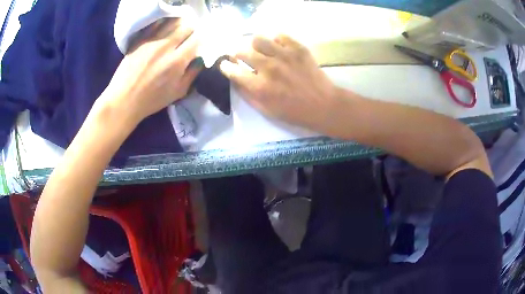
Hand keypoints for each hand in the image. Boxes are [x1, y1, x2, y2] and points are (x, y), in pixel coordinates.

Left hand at [101, 18, 201, 124]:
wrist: (123, 99)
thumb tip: (200, 58)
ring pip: (173, 21)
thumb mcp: (178, 92)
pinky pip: (157, 23)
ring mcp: (152, 41)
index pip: (197, 38)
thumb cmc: (151, 100)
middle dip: (191, 30)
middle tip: (187, 37)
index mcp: (178, 61)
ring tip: (176, 31)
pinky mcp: (141, 39)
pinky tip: (164, 28)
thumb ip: (193, 73)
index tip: (197, 43)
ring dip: (179, 24)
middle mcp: (167, 46)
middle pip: (187, 26)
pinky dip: (164, 22)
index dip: (200, 39)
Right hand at [220, 35, 338, 131]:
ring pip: (258, 39)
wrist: (323, 105)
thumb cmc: (294, 112)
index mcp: (259, 86)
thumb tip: (235, 79)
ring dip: (255, 45)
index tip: (226, 65)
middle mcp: (269, 67)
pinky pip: (279, 36)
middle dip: (237, 54)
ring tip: (260, 50)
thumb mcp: (266, 110)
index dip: (226, 67)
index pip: (232, 70)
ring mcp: (284, 55)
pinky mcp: (298, 49)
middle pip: (242, 51)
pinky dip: (275, 41)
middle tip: (242, 57)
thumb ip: (247, 94)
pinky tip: (278, 48)